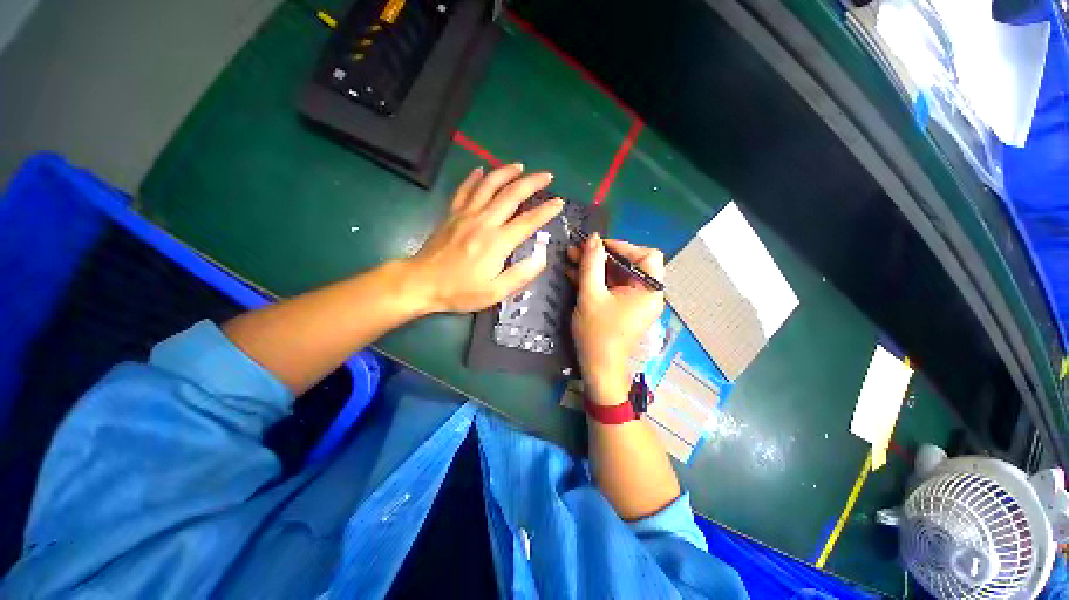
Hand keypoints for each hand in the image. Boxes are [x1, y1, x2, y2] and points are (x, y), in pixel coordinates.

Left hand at [403, 164, 563, 313]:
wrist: (422, 283)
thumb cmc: (460, 291)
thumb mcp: (495, 292)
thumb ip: (520, 275)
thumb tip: (541, 257)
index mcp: (497, 242)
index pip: (528, 221)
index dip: (546, 211)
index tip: (559, 203)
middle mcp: (484, 221)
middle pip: (511, 194)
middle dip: (532, 182)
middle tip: (547, 176)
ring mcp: (466, 214)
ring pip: (488, 185)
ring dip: (506, 172)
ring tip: (520, 166)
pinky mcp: (452, 213)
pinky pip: (464, 189)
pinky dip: (473, 177)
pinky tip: (480, 168)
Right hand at [569, 235, 664, 404]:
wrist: (598, 368)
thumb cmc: (598, 333)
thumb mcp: (591, 295)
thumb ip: (591, 264)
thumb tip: (593, 238)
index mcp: (649, 290)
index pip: (647, 256)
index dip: (623, 246)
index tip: (598, 246)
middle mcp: (646, 293)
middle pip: (628, 264)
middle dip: (601, 255)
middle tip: (577, 249)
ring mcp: (633, 301)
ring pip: (616, 274)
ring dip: (594, 266)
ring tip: (570, 256)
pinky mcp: (622, 307)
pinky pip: (611, 286)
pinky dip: (594, 279)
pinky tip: (573, 272)